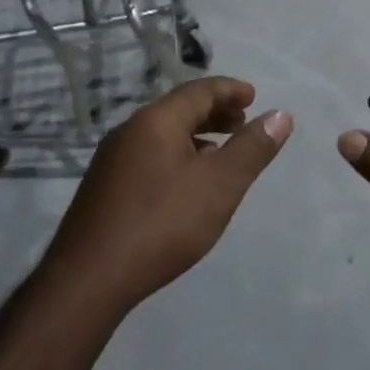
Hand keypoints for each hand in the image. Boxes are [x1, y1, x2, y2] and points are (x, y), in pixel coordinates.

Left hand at [47, 78, 290, 313]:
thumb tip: (280, 115)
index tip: (254, 97)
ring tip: (220, 152)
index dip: (230, 90)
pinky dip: (176, 155)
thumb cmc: (162, 224)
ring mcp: (112, 159)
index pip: (199, 90)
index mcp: (156, 120)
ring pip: (162, 133)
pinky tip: (185, 183)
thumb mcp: (219, 186)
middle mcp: (130, 130)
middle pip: (178, 109)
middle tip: (242, 122)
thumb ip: (252, 149)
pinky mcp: (104, 187)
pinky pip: (148, 154)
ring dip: (195, 135)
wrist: (89, 279)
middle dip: (214, 111)